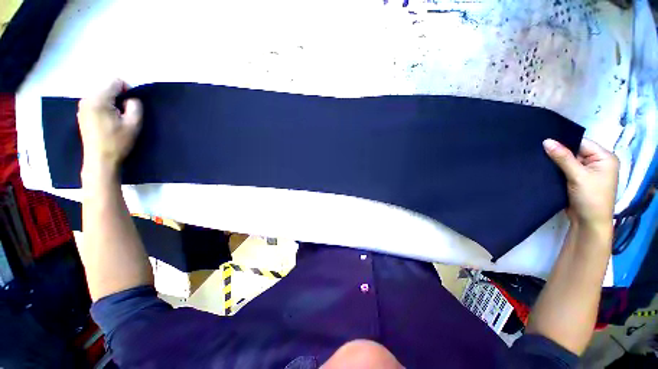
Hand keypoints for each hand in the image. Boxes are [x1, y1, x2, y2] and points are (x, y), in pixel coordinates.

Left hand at [78, 79, 141, 176]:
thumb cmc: (118, 142)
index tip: (131, 104)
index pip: (115, 81)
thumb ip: (135, 106)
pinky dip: (105, 107)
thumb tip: (130, 99)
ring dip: (112, 102)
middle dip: (119, 97)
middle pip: (107, 87)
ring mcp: (82, 106)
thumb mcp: (134, 124)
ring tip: (117, 118)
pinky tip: (108, 120)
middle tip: (125, 113)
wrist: (100, 160)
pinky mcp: (82, 113)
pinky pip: (96, 102)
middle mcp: (87, 99)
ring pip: (102, 94)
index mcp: (98, 99)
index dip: (127, 89)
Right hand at [543, 138, 618, 228]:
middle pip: (575, 151)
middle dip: (558, 152)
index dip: (564, 141)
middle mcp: (598, 162)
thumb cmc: (590, 198)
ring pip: (569, 161)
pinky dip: (557, 169)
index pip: (581, 143)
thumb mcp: (577, 176)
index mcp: (604, 157)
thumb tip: (547, 141)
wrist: (588, 223)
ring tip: (538, 158)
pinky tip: (545, 168)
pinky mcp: (579, 180)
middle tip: (538, 149)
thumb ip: (563, 158)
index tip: (544, 141)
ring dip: (556, 162)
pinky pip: (566, 170)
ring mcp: (588, 172)